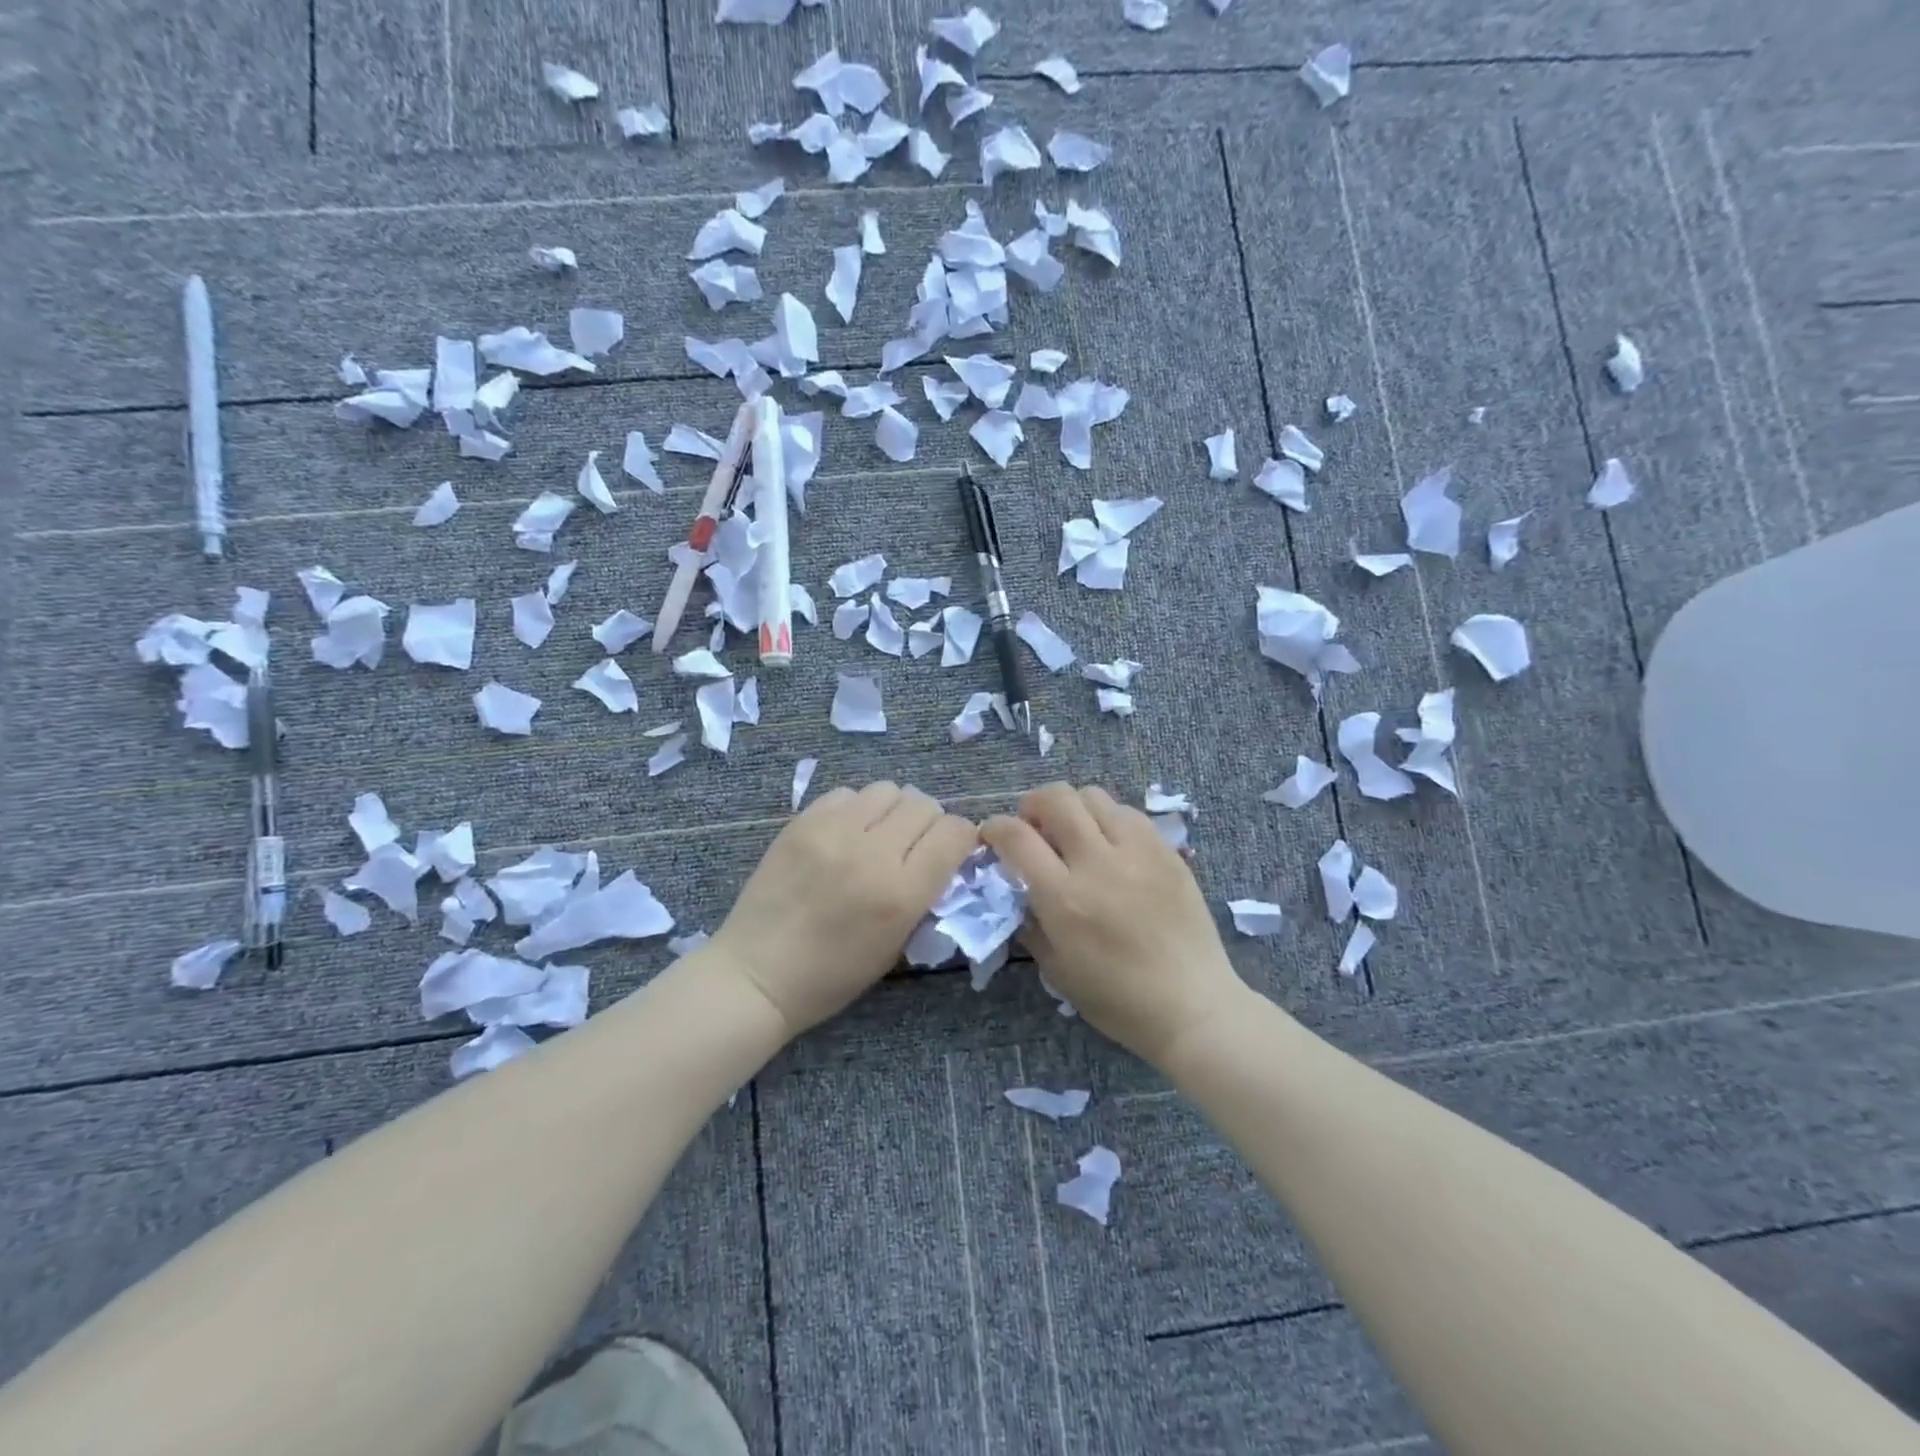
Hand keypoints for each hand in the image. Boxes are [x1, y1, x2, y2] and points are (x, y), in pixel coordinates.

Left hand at [710, 782, 976, 1037]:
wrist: (757, 974)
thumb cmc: (832, 975)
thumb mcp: (896, 946)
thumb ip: (924, 895)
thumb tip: (942, 856)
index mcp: (901, 893)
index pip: (954, 833)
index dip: (960, 838)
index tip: (950, 851)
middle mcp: (872, 853)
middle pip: (924, 804)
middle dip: (929, 822)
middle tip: (912, 845)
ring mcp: (833, 832)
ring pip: (888, 789)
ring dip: (893, 810)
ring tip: (878, 834)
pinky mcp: (802, 822)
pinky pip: (847, 794)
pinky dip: (856, 809)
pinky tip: (844, 834)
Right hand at [981, 783, 1245, 1066]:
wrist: (1191, 1006)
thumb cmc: (1117, 999)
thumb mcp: (1056, 969)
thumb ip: (1029, 921)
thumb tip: (1016, 887)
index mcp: (1064, 898)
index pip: (1016, 836)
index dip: (995, 827)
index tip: (992, 835)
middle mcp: (1098, 863)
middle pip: (1056, 798)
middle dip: (1032, 804)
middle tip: (1034, 827)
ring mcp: (1138, 852)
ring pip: (1094, 796)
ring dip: (1073, 808)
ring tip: (1075, 833)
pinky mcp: (1167, 852)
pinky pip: (1129, 813)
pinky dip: (1109, 819)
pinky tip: (1111, 846)